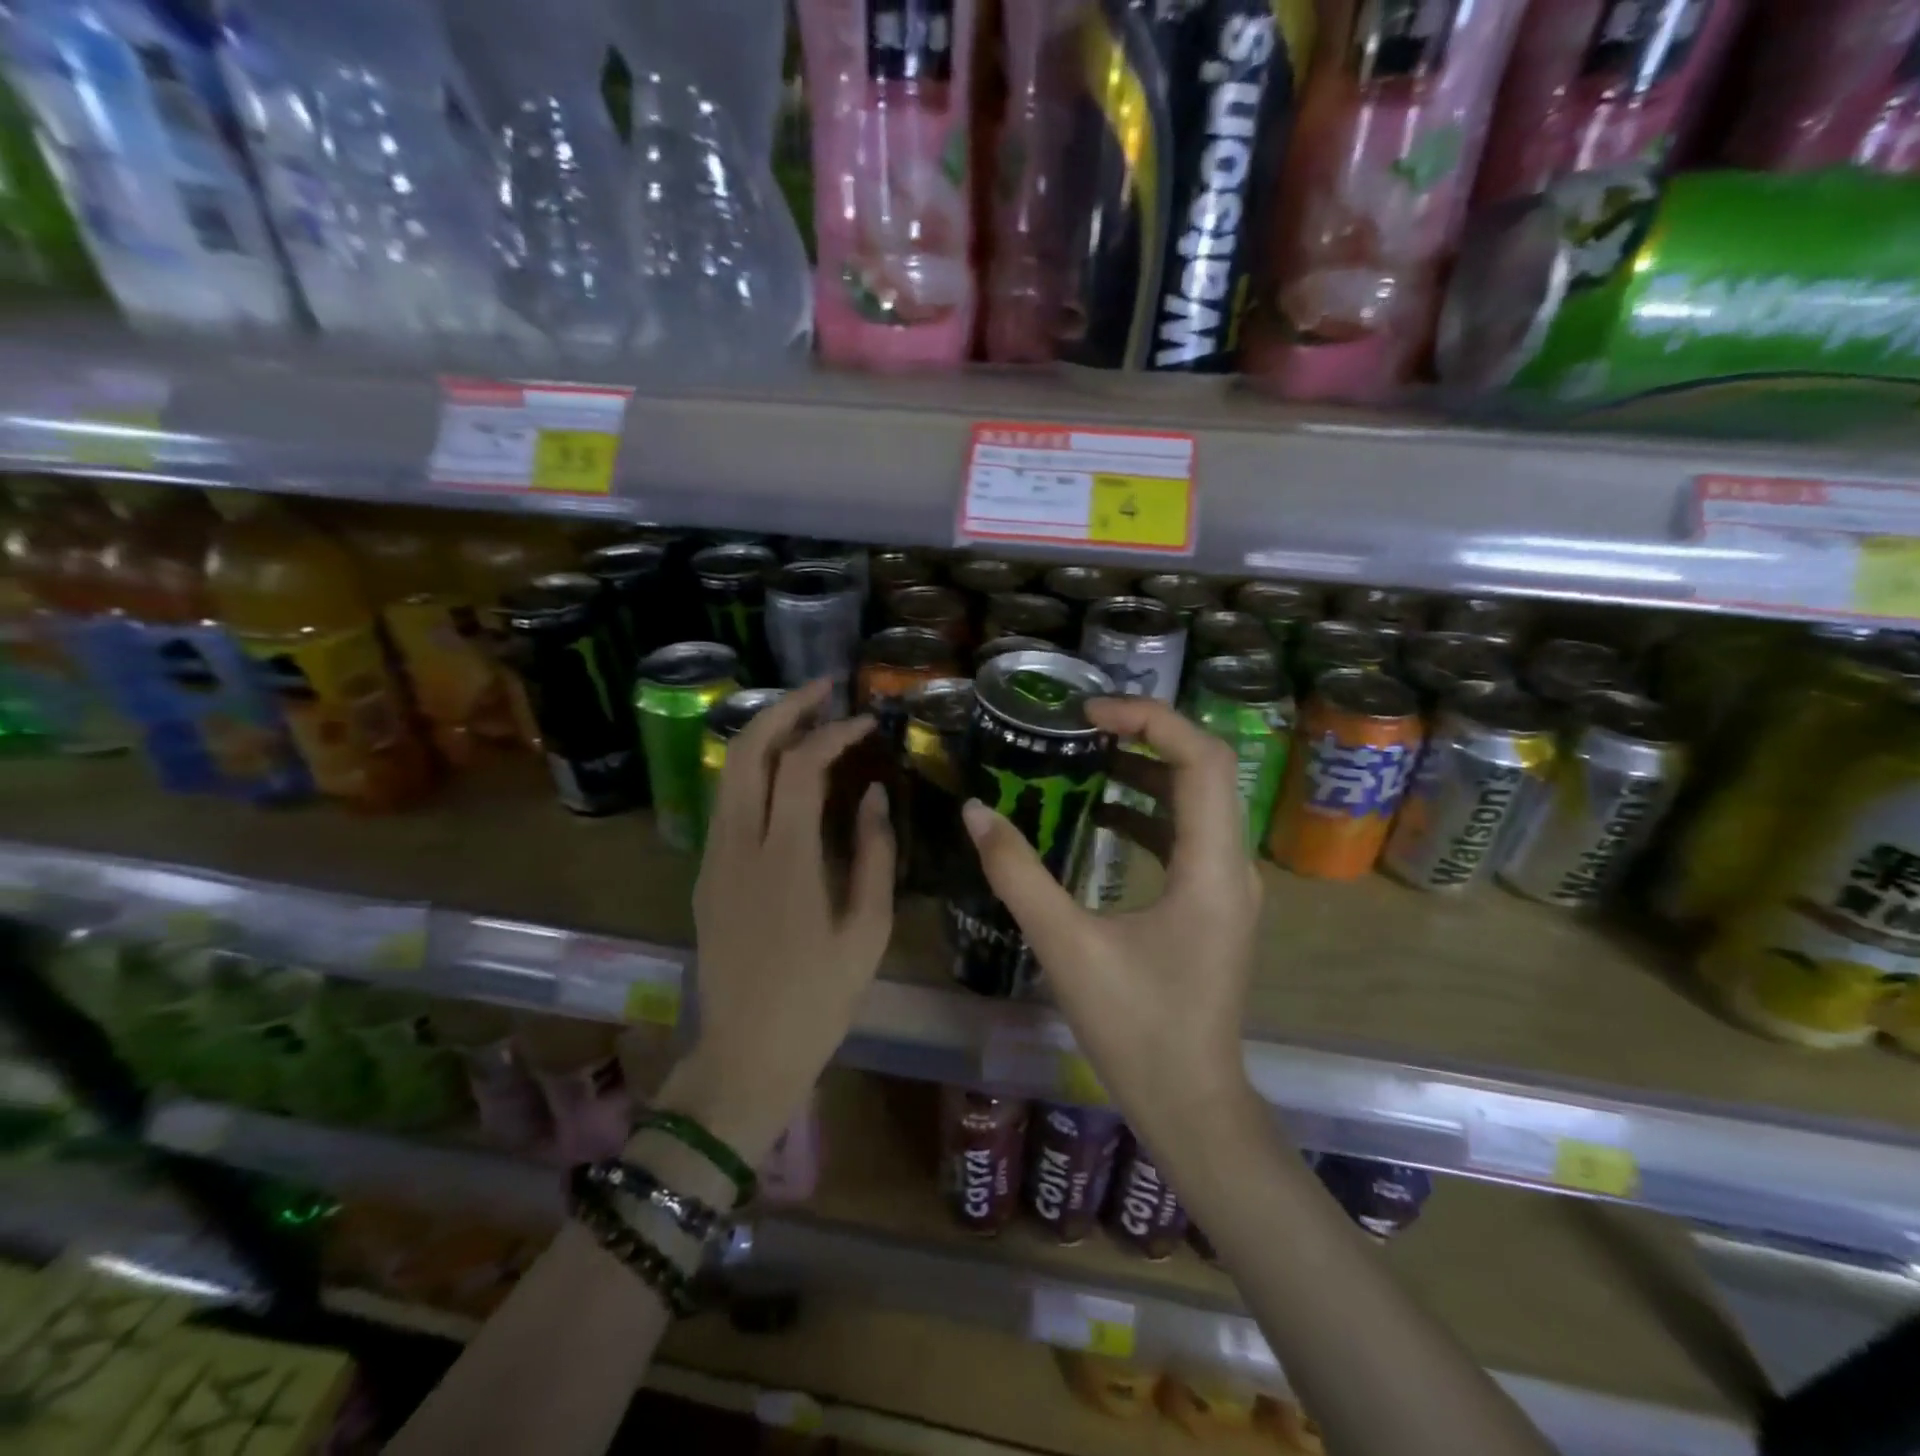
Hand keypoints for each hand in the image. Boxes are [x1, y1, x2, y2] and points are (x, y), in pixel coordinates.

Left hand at [662, 680, 894, 1162]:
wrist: (746, 1054)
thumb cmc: (819, 999)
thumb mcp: (868, 931)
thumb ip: (875, 854)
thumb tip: (875, 794)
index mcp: (784, 862)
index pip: (800, 767)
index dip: (834, 733)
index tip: (867, 722)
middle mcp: (738, 847)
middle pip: (746, 751)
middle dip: (783, 708)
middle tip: (824, 690)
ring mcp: (713, 859)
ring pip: (729, 772)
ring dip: (766, 735)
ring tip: (809, 720)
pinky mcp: (706, 874)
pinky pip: (728, 802)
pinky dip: (756, 770)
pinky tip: (788, 774)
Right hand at [959, 698, 1260, 1142]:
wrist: (1189, 1102)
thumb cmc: (1135, 1028)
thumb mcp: (1065, 946)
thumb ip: (1018, 874)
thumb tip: (976, 811)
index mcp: (1211, 868)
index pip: (1202, 759)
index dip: (1149, 719)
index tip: (1089, 712)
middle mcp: (1232, 865)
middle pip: (1204, 769)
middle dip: (1145, 734)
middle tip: (1083, 723)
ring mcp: (1227, 886)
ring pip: (1197, 800)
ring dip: (1145, 770)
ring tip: (1086, 754)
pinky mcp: (1213, 903)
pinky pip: (1186, 833)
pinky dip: (1147, 810)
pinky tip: (1103, 814)